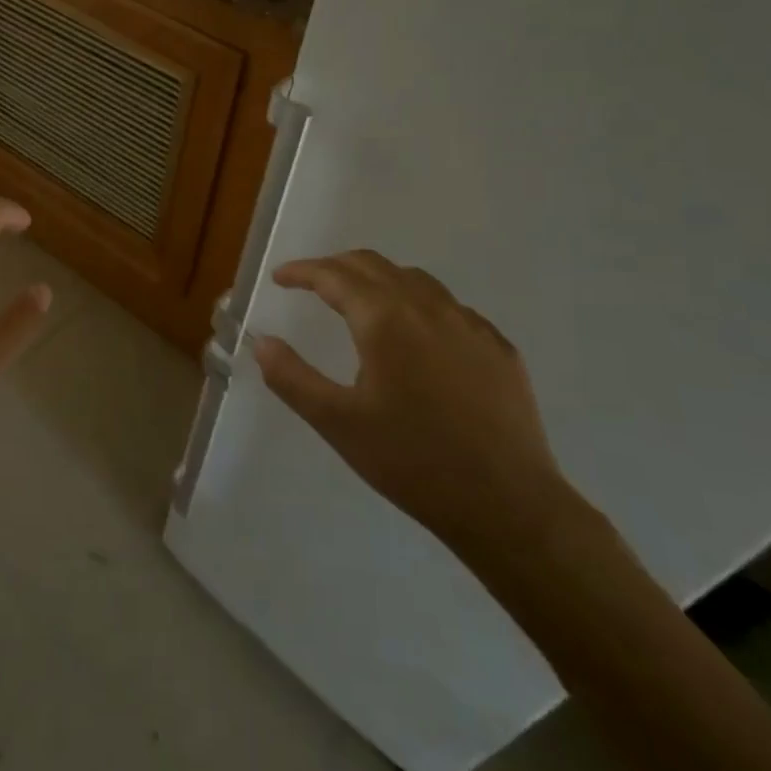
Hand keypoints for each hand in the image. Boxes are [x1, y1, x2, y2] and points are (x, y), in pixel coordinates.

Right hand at [253, 251, 568, 556]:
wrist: (509, 505)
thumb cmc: (412, 461)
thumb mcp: (337, 422)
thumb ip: (292, 377)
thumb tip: (262, 342)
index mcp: (385, 319)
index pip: (334, 275)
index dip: (302, 271)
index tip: (280, 278)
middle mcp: (428, 307)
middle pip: (375, 265)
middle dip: (337, 267)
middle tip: (312, 283)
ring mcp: (470, 324)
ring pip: (415, 280)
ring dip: (379, 280)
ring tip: (360, 302)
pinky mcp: (498, 348)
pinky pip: (450, 308)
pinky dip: (419, 305)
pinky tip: (418, 337)